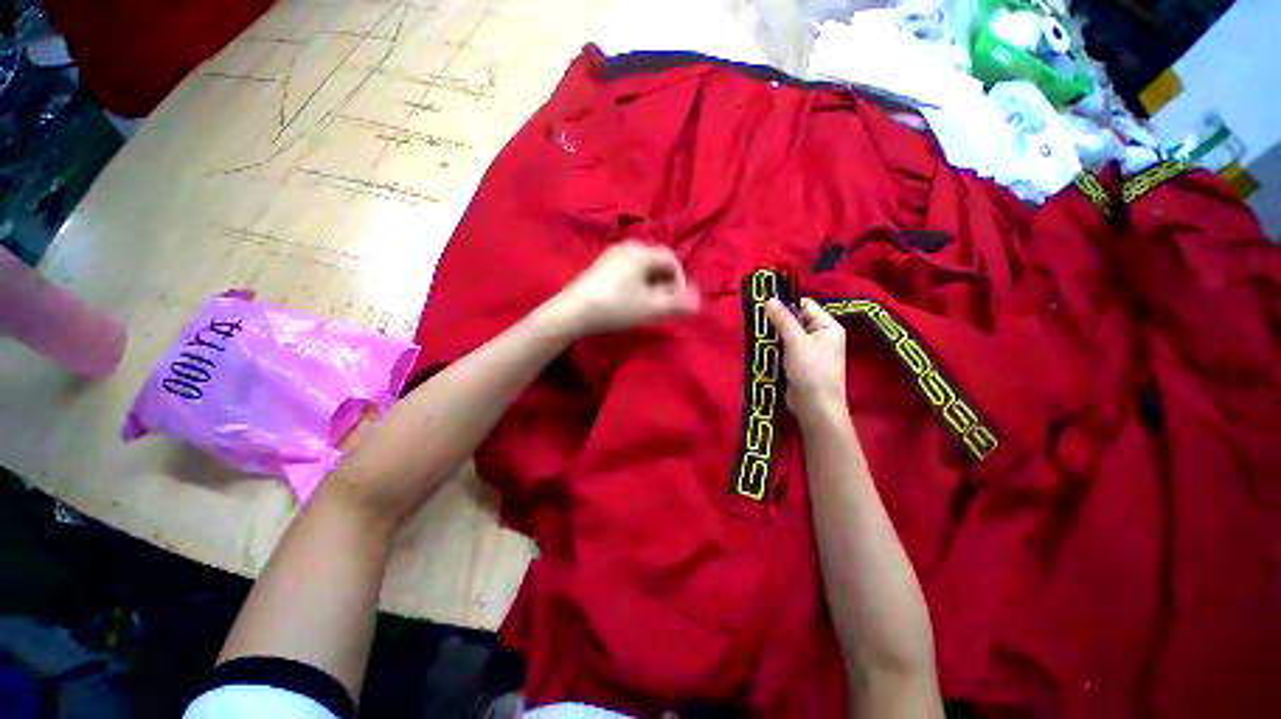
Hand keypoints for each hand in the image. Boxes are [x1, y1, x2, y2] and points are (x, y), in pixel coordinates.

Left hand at [543, 241, 699, 336]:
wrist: (572, 312)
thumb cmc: (616, 307)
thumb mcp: (651, 308)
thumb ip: (679, 304)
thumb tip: (699, 303)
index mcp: (642, 252)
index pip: (672, 260)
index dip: (681, 281)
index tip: (678, 302)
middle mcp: (628, 247)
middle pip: (657, 262)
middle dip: (666, 284)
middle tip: (665, 305)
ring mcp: (611, 255)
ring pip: (642, 267)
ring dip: (652, 285)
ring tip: (649, 305)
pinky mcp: (600, 267)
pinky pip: (628, 271)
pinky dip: (637, 284)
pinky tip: (630, 301)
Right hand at [765, 297, 846, 420]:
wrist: (815, 407)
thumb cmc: (811, 371)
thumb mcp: (796, 342)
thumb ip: (783, 320)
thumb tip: (769, 299)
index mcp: (828, 327)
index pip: (806, 306)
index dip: (787, 304)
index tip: (765, 305)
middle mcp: (821, 336)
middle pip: (796, 319)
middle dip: (778, 320)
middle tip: (758, 320)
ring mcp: (810, 350)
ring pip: (788, 334)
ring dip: (774, 335)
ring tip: (758, 333)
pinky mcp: (799, 363)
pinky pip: (785, 348)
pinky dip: (775, 347)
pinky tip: (763, 347)